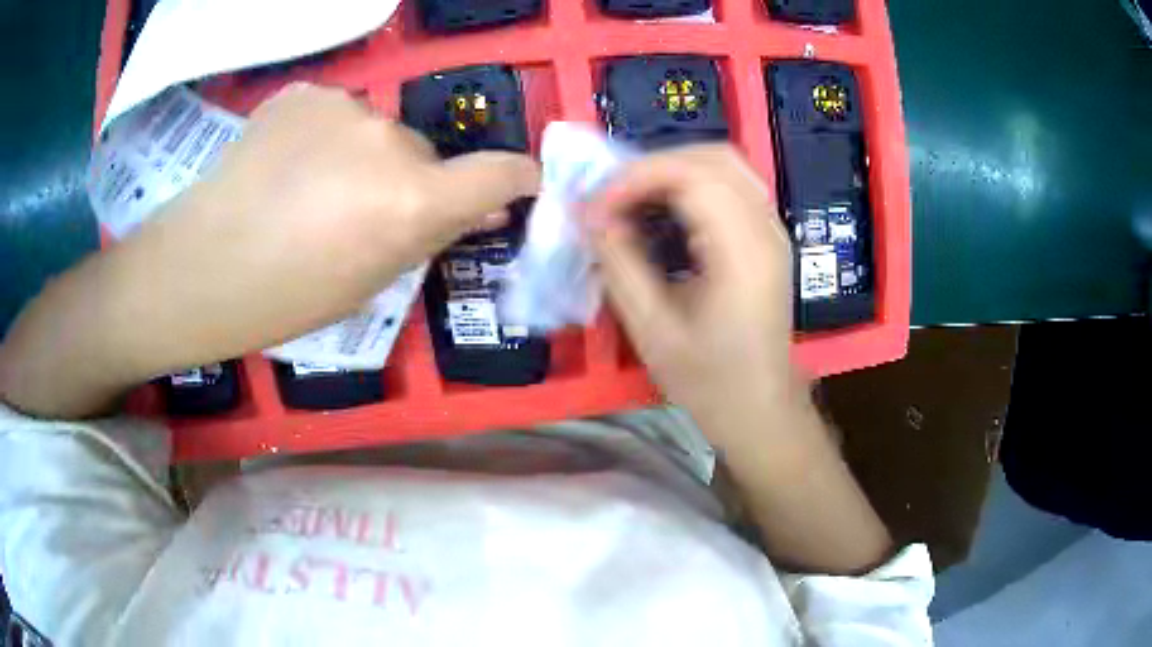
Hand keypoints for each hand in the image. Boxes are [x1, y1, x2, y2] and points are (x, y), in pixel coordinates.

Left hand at [0, 83, 539, 417]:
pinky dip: (326, 138)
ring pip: (379, 132)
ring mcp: (343, 106)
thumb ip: (428, 236)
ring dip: (364, 158)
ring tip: (311, 192)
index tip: (516, 187)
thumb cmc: (283, 299)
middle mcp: (387, 140)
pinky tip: (287, 166)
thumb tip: (476, 209)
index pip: (499, 173)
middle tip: (362, 215)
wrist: (197, 267)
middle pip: (424, 154)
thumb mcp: (368, 282)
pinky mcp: (304, 92)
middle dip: (410, 181)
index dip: (516, 179)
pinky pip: (337, 116)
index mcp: (408, 201)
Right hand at [586, 145, 802, 448]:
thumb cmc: (709, 381)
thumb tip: (591, 215)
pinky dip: (692, 183)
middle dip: (654, 165)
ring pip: (725, 165)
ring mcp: (773, 230)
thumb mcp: (653, 329)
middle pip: (714, 157)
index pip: (694, 176)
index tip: (596, 205)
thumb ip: (621, 264)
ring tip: (632, 199)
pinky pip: (731, 186)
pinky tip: (664, 210)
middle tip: (612, 196)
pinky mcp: (768, 238)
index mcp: (744, 252)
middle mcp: (767, 229)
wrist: (760, 409)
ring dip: (673, 170)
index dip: (637, 177)